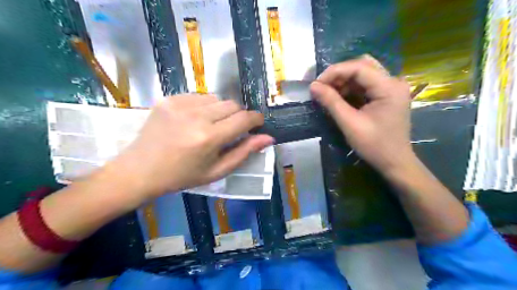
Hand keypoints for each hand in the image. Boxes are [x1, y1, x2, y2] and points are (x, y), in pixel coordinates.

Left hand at [113, 95, 273, 197]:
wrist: (140, 170)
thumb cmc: (182, 176)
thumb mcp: (217, 170)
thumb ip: (244, 152)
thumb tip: (268, 138)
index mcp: (210, 138)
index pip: (244, 118)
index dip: (256, 119)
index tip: (257, 123)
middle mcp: (197, 116)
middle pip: (233, 104)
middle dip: (239, 115)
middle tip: (231, 129)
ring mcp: (180, 105)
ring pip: (217, 98)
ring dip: (221, 110)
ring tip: (211, 125)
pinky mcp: (169, 99)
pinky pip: (199, 96)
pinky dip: (204, 106)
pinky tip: (194, 119)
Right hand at [308, 56, 414, 173]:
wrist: (394, 162)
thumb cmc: (374, 145)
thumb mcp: (350, 123)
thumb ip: (331, 102)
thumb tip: (313, 86)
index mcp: (389, 87)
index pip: (359, 67)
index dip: (334, 72)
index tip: (316, 84)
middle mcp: (393, 81)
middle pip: (362, 66)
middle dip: (339, 75)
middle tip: (322, 87)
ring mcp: (391, 88)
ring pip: (363, 74)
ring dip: (343, 82)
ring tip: (328, 94)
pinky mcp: (386, 95)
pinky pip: (365, 84)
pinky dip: (350, 89)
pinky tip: (339, 98)